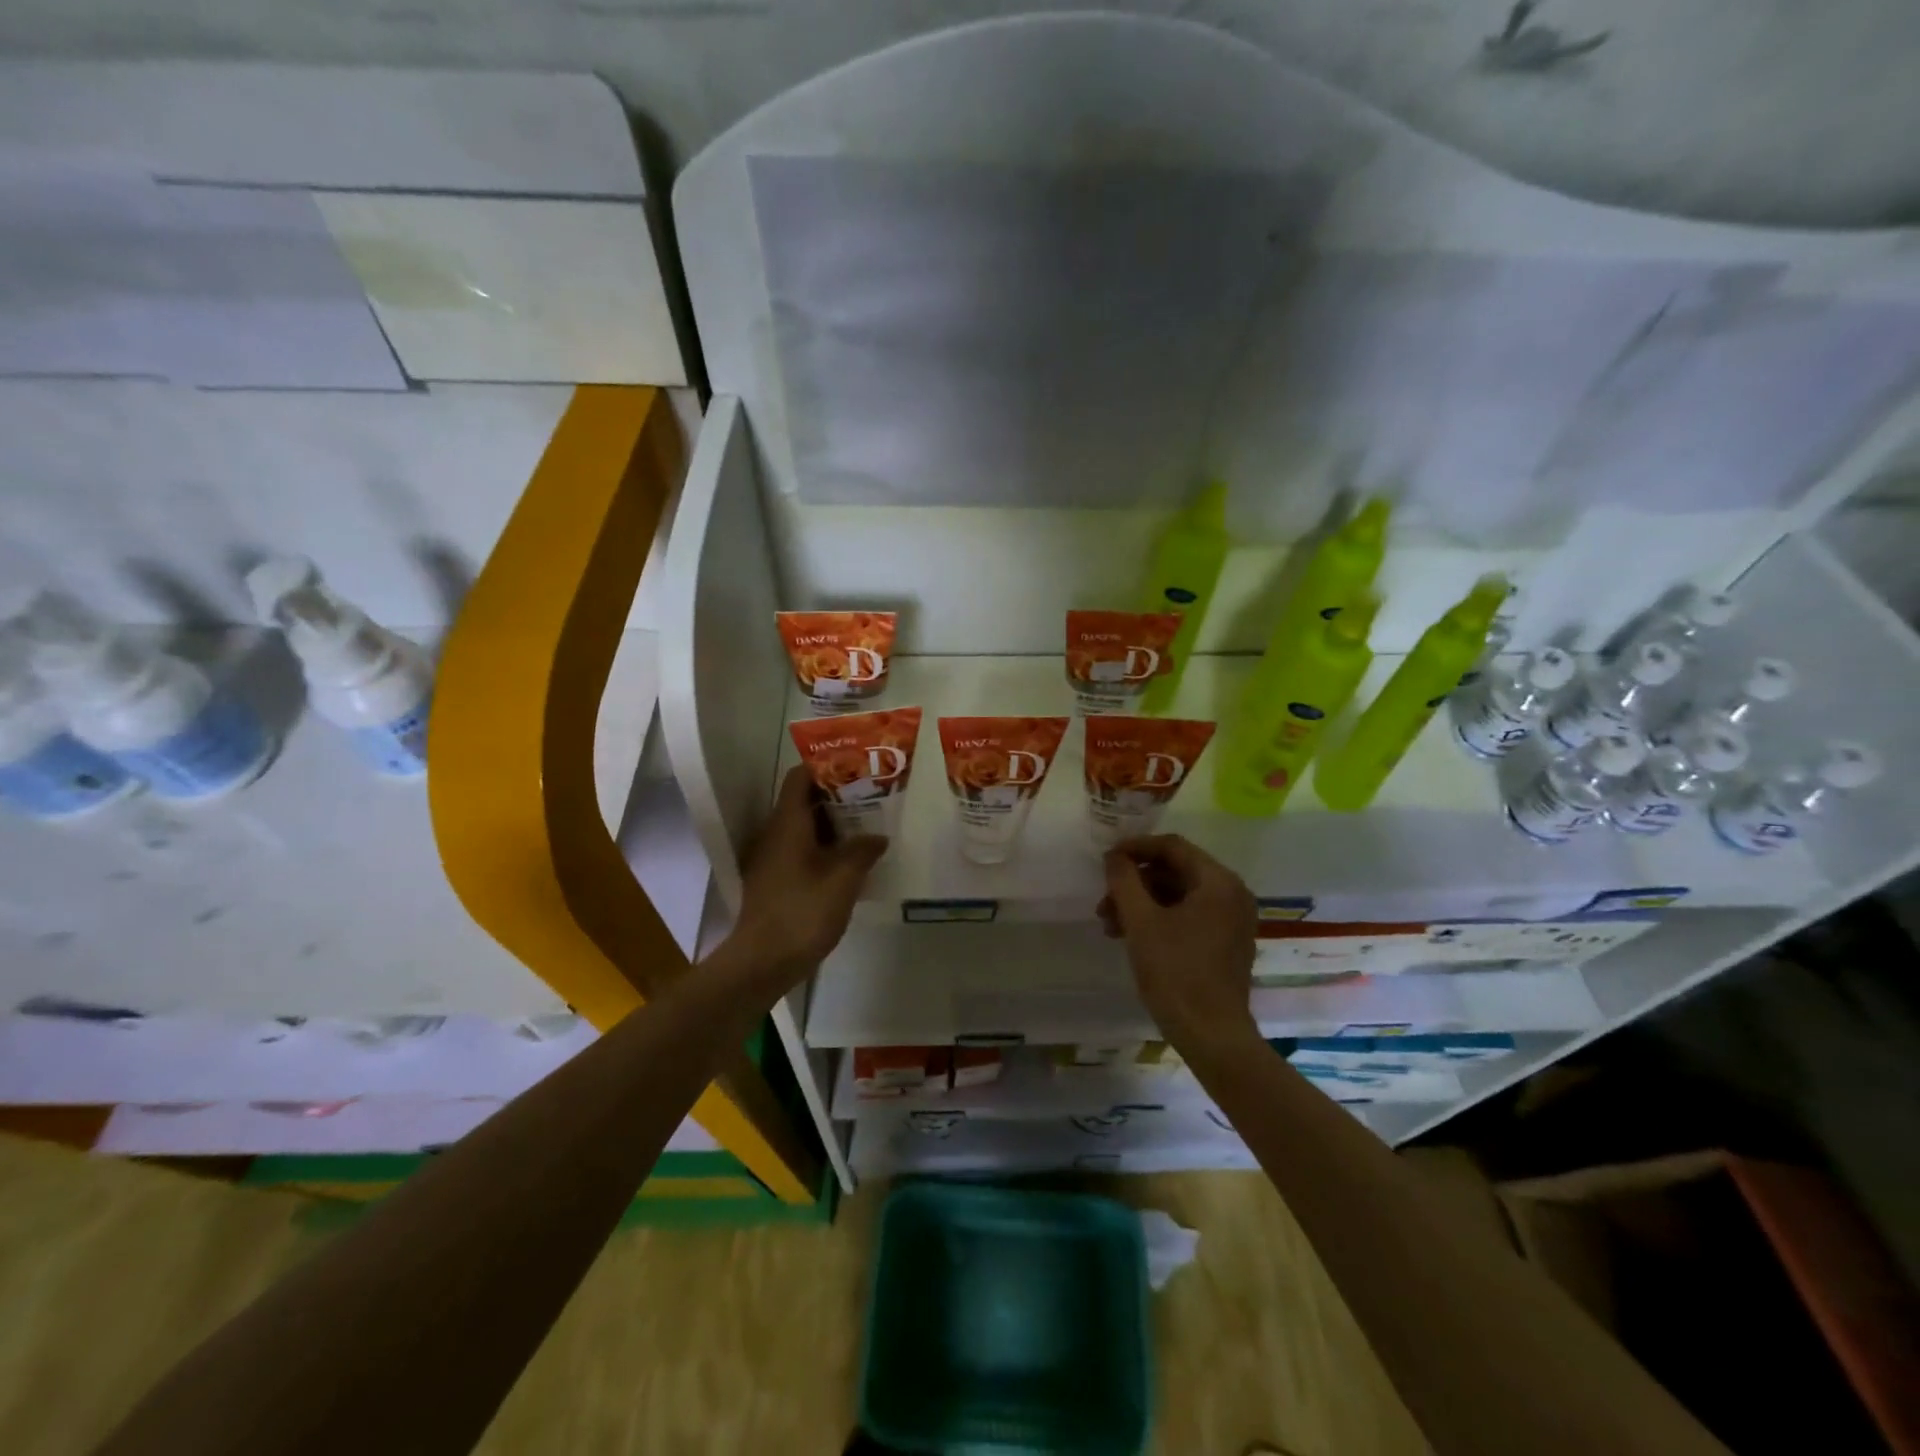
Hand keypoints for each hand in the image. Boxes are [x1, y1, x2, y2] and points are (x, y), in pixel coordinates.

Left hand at [726, 766, 887, 992]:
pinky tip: (851, 860)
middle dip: (838, 796)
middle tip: (873, 797)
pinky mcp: (775, 880)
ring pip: (804, 827)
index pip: (800, 777)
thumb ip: (862, 850)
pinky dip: (825, 846)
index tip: (858, 768)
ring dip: (834, 823)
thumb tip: (878, 836)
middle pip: (804, 800)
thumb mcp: (843, 878)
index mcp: (788, 822)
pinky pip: (801, 849)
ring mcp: (772, 858)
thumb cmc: (803, 912)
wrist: (762, 962)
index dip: (827, 767)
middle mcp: (775, 833)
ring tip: (868, 825)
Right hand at [1099, 835, 1259, 1056]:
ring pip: (1179, 895)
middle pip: (1176, 871)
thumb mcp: (1141, 922)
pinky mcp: (1226, 943)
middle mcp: (1232, 894)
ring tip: (1110, 924)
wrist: (1211, 1035)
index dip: (1135, 848)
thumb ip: (1124, 881)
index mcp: (1219, 882)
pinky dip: (1159, 919)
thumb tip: (1114, 857)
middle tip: (1104, 900)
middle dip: (1135, 883)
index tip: (1106, 859)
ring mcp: (1232, 920)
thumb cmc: (1175, 973)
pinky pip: (1189, 916)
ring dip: (1142, 903)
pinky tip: (1131, 936)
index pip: (1173, 847)